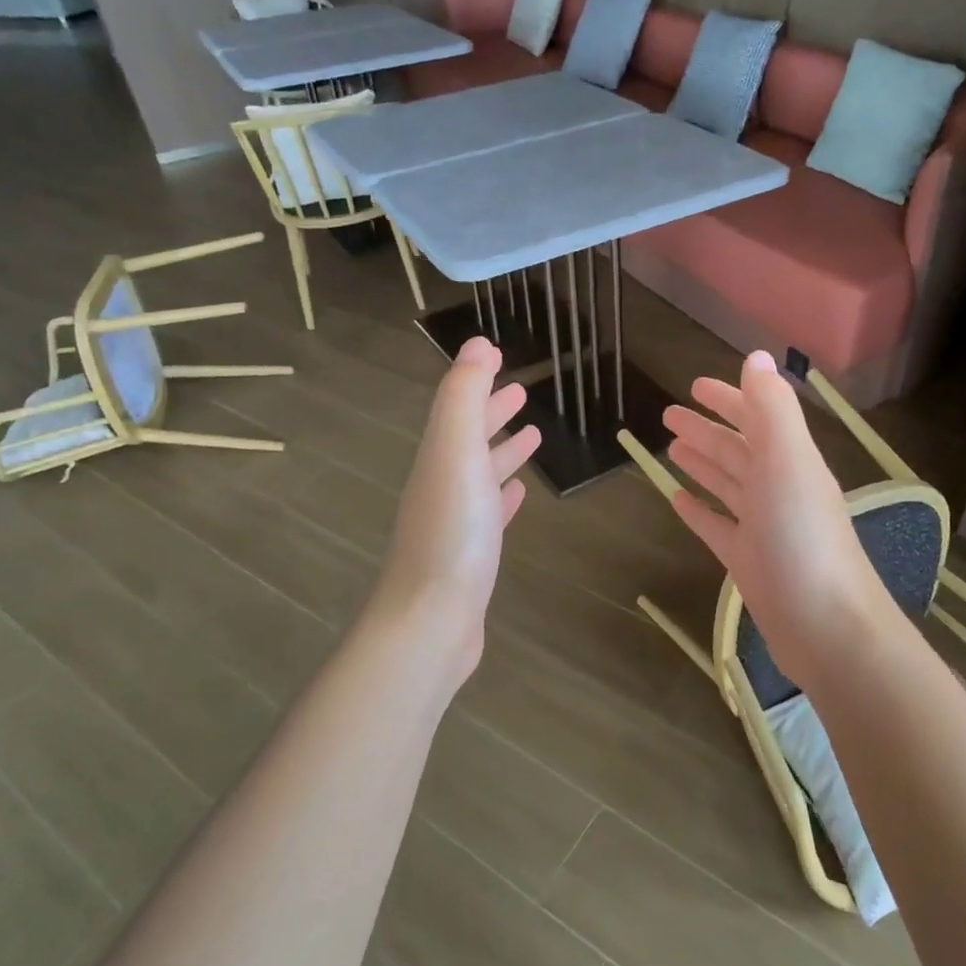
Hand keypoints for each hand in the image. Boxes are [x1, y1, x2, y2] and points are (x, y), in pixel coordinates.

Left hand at [371, 337, 539, 684]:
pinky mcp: (469, 557)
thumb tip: (476, 343)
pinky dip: (503, 496)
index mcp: (439, 457)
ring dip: (502, 451)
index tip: (500, 358)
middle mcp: (442, 484)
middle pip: (467, 439)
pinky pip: (489, 513)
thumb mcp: (457, 453)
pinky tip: (518, 495)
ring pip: (480, 474)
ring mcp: (453, 523)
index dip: (477, 381)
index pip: (457, 407)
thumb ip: (464, 397)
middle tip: (522, 393)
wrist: (430, 622)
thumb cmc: (451, 533)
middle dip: (492, 413)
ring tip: (534, 436)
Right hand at [663, 351, 885, 685]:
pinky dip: (699, 511)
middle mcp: (778, 488)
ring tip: (671, 448)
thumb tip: (757, 356)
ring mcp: (763, 527)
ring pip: (727, 485)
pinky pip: (717, 527)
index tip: (694, 386)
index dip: (729, 398)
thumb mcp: (788, 462)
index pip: (757, 417)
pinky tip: (677, 501)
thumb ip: (772, 408)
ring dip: (702, 463)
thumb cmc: (803, 538)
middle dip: (706, 429)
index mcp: (791, 461)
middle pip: (737, 450)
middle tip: (667, 415)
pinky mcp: (748, 562)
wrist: (827, 628)